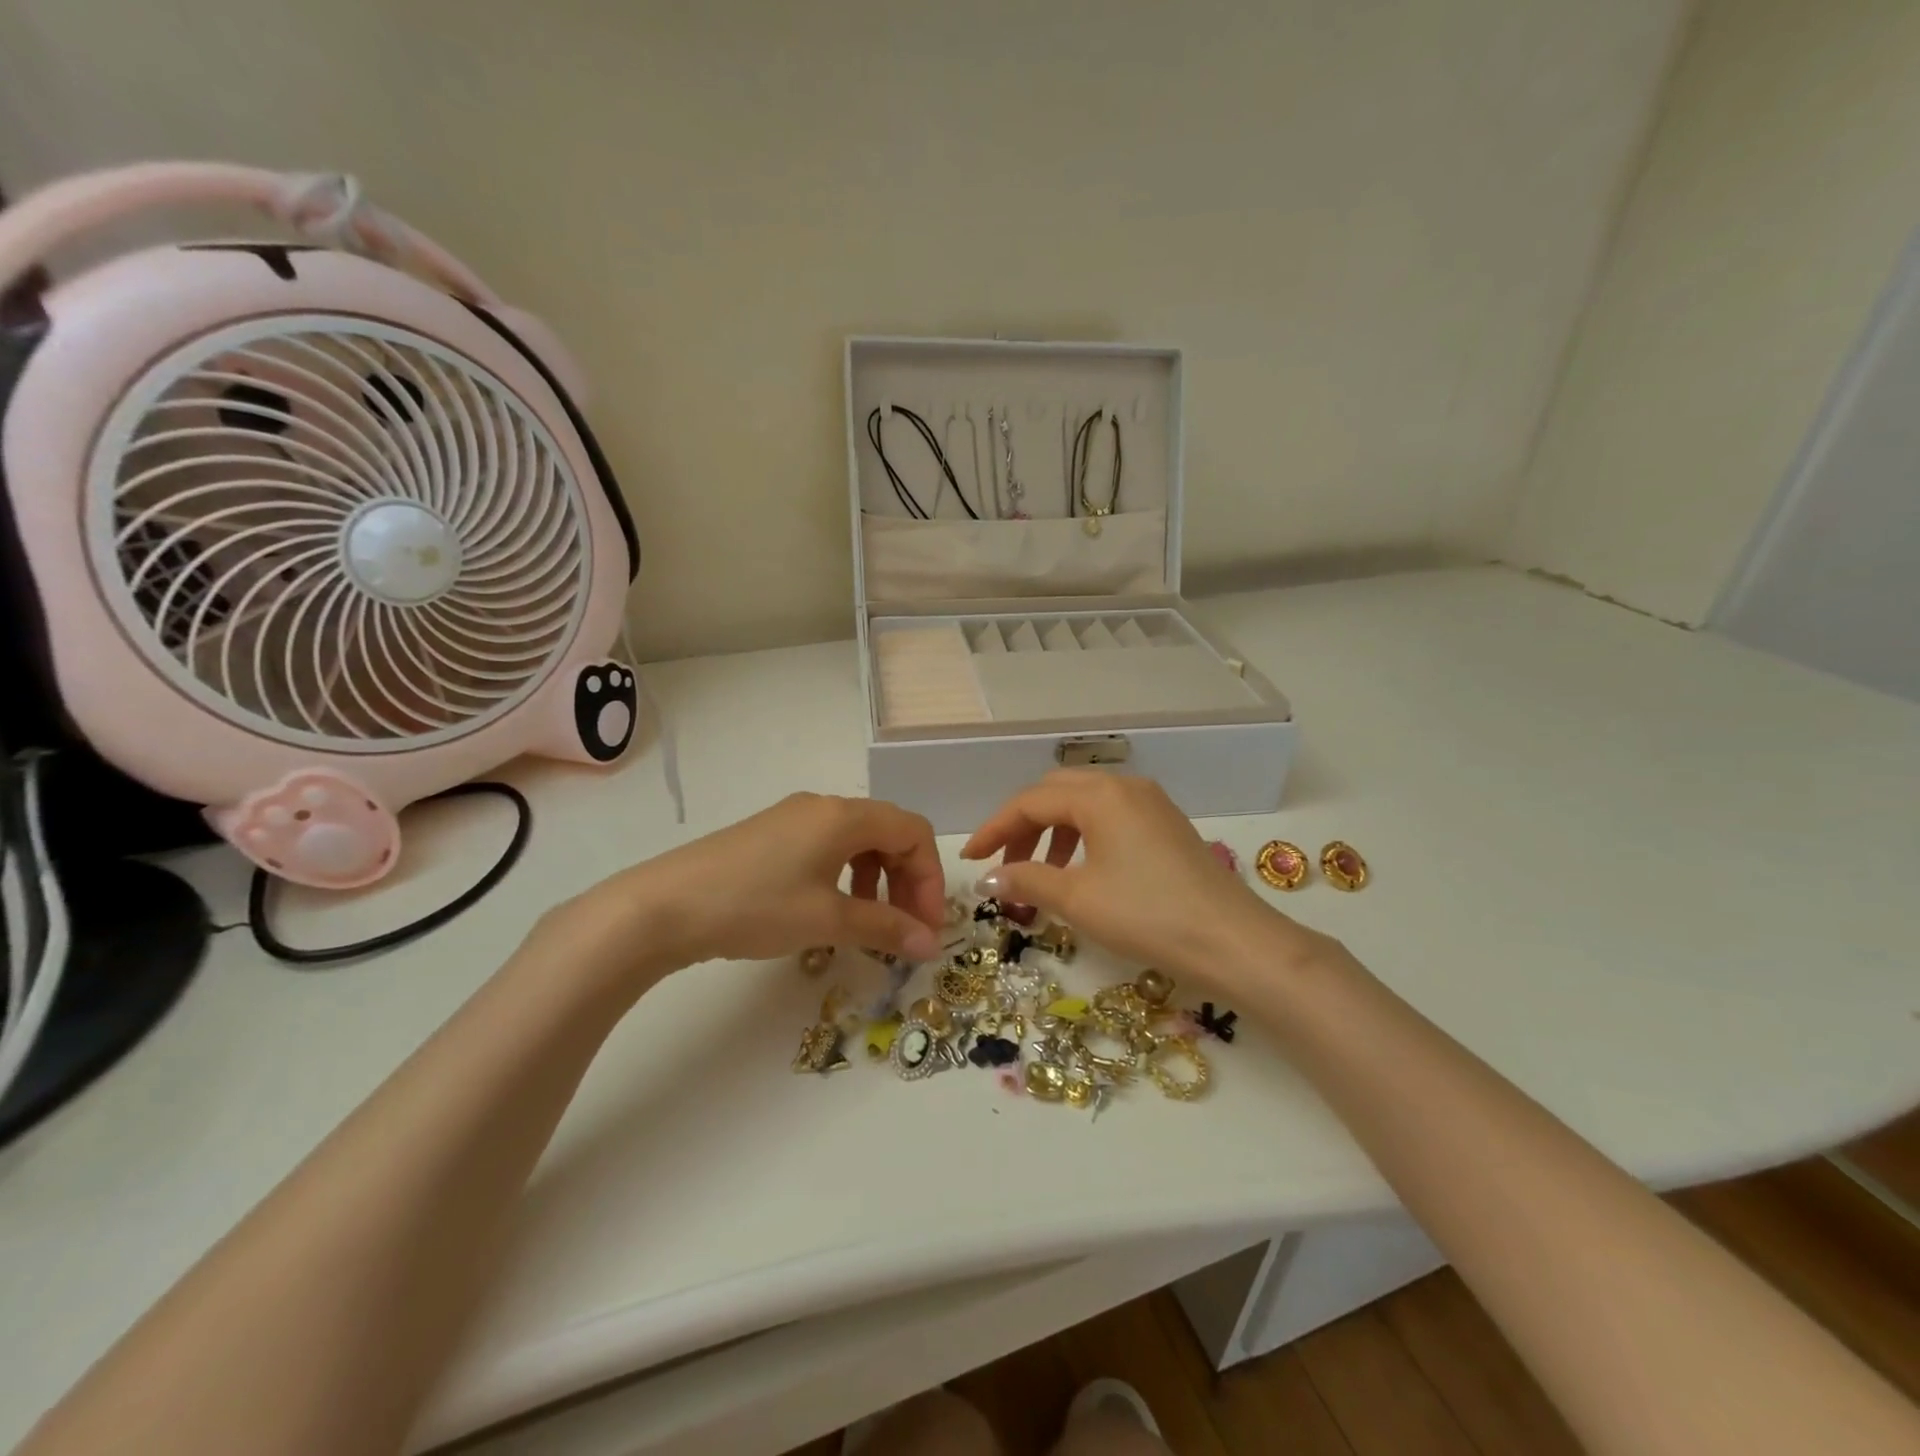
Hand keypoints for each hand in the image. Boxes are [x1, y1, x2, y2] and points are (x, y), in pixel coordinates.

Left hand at [554, 793, 945, 978]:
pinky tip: (831, 910)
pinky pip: (828, 847)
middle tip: (906, 929)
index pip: (913, 832)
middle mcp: (824, 806)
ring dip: (878, 880)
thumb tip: (931, 944)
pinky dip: (846, 876)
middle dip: (908, 881)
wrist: (663, 907)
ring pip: (858, 841)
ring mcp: (794, 818)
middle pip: (889, 833)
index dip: (930, 878)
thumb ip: (885, 928)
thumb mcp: (827, 919)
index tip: (927, 926)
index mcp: (845, 815)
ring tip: (870, 924)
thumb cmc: (755, 906)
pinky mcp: (771, 836)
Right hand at [962, 771, 1324, 982]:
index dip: (995, 828)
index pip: (1031, 801)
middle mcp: (1125, 786)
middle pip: (1056, 793)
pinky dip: (1083, 837)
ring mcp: (1150, 803)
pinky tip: (1080, 872)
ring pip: (1084, 804)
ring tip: (1039, 874)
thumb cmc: (1147, 915)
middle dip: (1023, 826)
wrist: (1233, 942)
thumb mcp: (1078, 898)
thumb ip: (1026, 879)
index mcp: (1100, 794)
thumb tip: (987, 878)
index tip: (969, 858)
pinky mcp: (1166, 824)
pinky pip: (1110, 817)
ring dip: (1053, 832)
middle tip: (1002, 863)